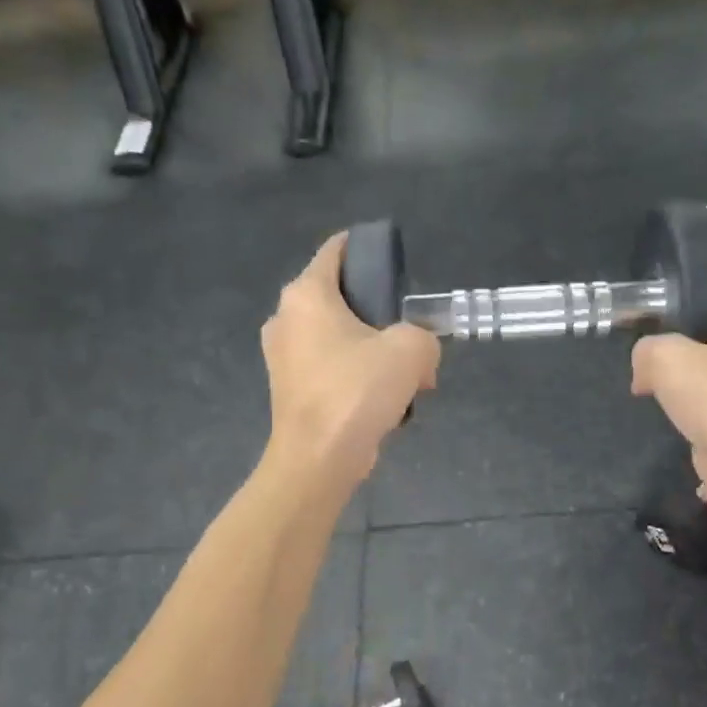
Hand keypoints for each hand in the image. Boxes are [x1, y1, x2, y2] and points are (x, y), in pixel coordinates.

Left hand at [262, 232, 439, 491]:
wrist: (318, 460)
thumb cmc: (356, 391)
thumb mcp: (411, 350)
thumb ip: (423, 336)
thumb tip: (418, 358)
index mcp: (306, 295)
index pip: (336, 250)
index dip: (366, 247)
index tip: (394, 262)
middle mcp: (285, 318)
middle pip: (340, 297)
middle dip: (379, 313)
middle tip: (410, 333)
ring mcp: (283, 357)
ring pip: (337, 337)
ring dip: (372, 351)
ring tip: (405, 376)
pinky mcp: (289, 389)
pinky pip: (330, 368)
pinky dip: (356, 376)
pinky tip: (384, 400)